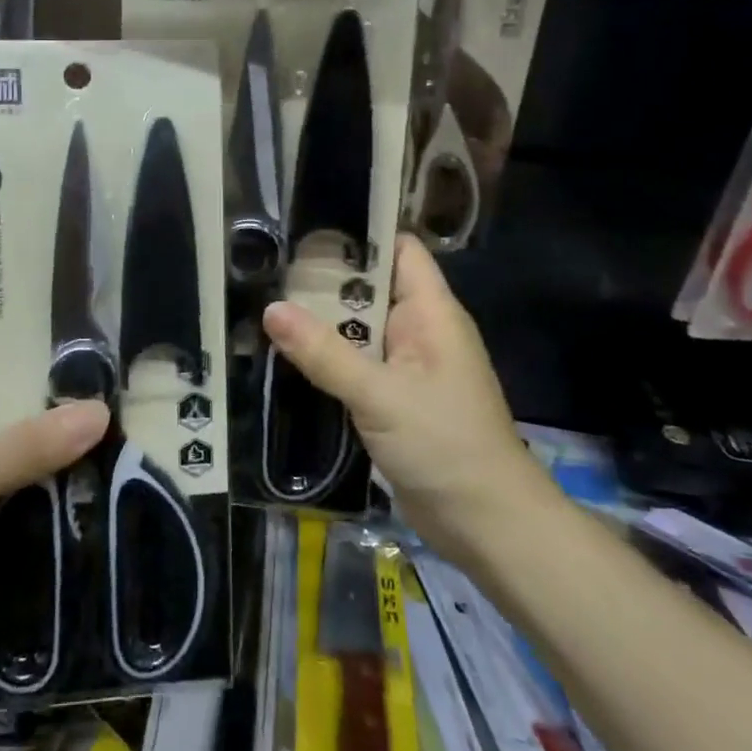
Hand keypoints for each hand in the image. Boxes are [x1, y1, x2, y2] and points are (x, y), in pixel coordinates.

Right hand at [262, 233, 552, 557]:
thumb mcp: (379, 395)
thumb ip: (324, 353)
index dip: (361, 233)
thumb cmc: (445, 446)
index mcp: (431, 313)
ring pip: (359, 328)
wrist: (487, 525)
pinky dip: (327, 355)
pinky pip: (356, 362)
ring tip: (265, 299)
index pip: (399, 250)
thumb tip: (270, 309)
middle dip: (324, 278)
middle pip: (370, 288)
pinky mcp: (394, 398)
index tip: (307, 225)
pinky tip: (287, 352)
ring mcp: (407, 366)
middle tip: (268, 264)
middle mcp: (420, 330)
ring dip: (321, 320)